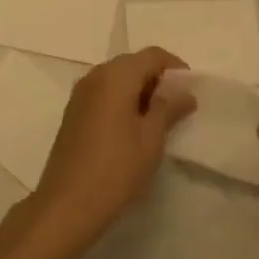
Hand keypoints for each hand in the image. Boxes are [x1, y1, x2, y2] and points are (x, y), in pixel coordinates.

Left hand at [32, 48, 194, 249]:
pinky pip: (104, 94)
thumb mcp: (151, 138)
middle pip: (132, 64)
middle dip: (157, 79)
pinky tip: (133, 128)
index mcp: (115, 76)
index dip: (174, 67)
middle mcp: (95, 76)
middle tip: (177, 106)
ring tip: (158, 120)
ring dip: (139, 91)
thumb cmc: (117, 168)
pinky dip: (122, 101)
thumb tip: (184, 93)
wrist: (68, 203)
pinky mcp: (73, 112)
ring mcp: (80, 94)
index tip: (190, 89)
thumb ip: (168, 108)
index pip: (151, 55)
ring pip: (117, 79)